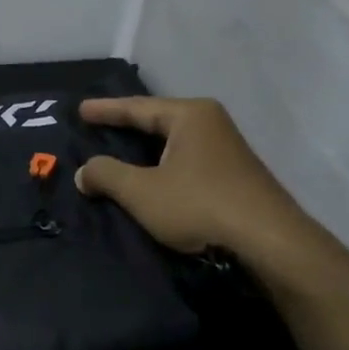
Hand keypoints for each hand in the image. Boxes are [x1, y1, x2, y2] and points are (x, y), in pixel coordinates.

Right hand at [75, 96, 312, 261]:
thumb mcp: (141, 191)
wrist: (268, 242)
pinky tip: (151, 175)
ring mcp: (227, 149)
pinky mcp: (233, 175)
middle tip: (96, 126)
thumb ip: (106, 175)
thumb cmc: (199, 206)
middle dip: (126, 125)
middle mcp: (211, 123)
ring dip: (145, 148)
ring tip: (118, 150)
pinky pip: (185, 159)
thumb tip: (84, 172)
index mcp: (190, 116)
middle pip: (157, 120)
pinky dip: (162, 164)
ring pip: (173, 142)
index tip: (80, 109)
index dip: (105, 110)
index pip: (137, 107)